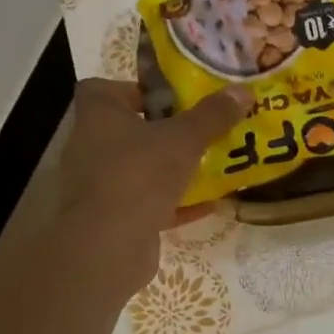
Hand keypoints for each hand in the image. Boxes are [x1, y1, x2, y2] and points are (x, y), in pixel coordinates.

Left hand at [57, 79, 251, 291]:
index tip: (170, 98)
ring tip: (210, 165)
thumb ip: (213, 115)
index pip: (103, 89)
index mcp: (98, 115)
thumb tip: (243, 91)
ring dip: (171, 168)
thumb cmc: (140, 174)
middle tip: (200, 130)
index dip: (135, 90)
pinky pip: (148, 202)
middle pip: (128, 130)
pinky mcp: (112, 218)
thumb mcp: (185, 139)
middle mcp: (91, 146)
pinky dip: (175, 203)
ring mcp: (99, 184)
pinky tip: (210, 204)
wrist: (109, 244)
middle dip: (164, 130)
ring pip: (140, 168)